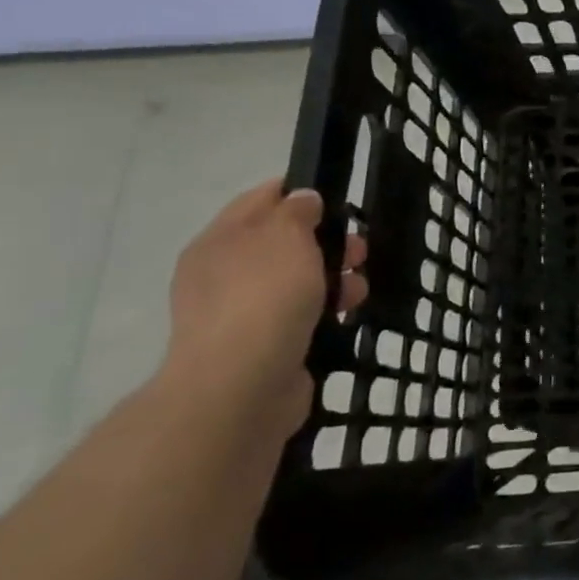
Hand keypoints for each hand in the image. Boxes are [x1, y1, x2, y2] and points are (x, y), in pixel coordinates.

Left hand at [160, 181, 367, 436]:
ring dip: (332, 277)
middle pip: (282, 242)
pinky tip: (345, 314)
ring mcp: (239, 312)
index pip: (259, 200)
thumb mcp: (286, 236)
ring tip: (359, 288)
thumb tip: (302, 200)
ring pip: (295, 280)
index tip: (338, 199)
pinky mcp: (261, 345)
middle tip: (360, 249)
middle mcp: (223, 273)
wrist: (242, 386)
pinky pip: (299, 314)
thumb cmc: (264, 297)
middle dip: (326, 240)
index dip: (299, 193)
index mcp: (219, 241)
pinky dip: (324, 310)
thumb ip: (297, 211)